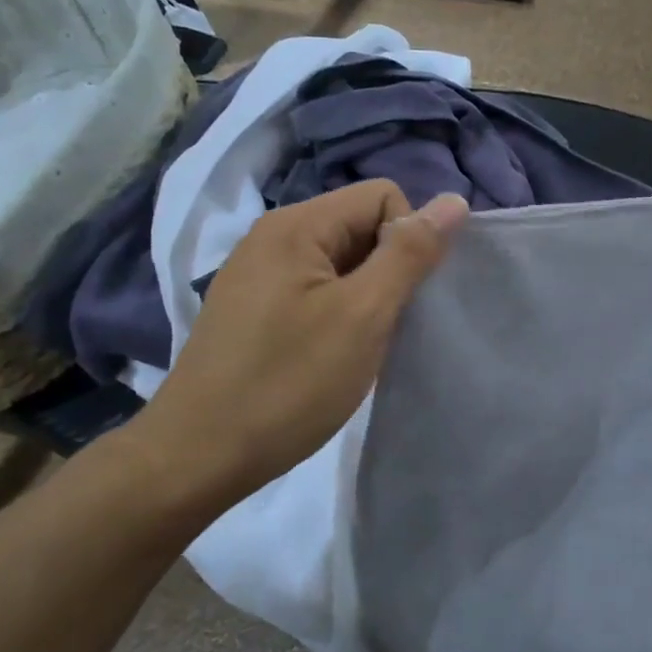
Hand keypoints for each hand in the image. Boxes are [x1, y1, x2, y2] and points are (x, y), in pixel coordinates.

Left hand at [115, 181, 468, 516]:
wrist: (198, 456)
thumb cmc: (288, 383)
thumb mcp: (363, 316)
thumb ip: (409, 254)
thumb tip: (454, 200)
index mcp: (297, 224)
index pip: (383, 196)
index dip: (407, 240)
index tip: (396, 297)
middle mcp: (273, 236)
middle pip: (360, 225)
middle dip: (386, 270)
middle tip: (380, 327)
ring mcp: (258, 273)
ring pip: (341, 261)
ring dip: (365, 296)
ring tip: (357, 345)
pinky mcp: (253, 308)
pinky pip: (315, 289)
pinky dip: (337, 314)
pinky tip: (329, 354)